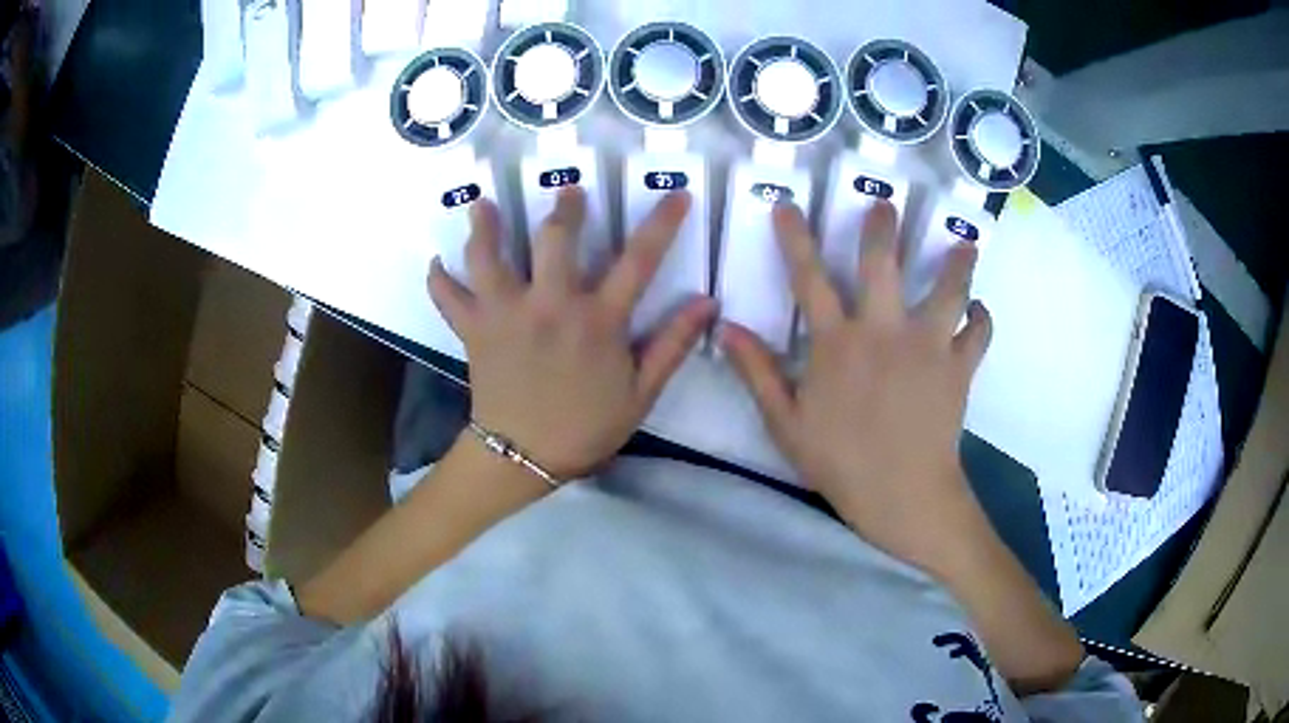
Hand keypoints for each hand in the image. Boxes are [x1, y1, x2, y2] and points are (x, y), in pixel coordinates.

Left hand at [429, 188, 715, 480]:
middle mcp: (549, 305)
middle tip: (569, 192)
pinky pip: (448, 297)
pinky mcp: (473, 329)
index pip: (638, 260)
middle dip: (564, 207)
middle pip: (554, 238)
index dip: (662, 223)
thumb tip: (707, 303)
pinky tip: (437, 264)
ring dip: (484, 226)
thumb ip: (672, 345)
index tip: (677, 195)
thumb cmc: (585, 428)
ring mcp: (505, 314)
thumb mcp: (641, 394)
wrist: (524, 458)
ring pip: (488, 255)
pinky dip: (440, 279)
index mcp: (597, 321)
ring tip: (482, 205)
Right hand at [720, 202, 991, 566]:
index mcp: (837, 344)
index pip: (809, 278)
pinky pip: (978, 332)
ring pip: (948, 289)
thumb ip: (757, 372)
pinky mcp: (959, 367)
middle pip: (884, 264)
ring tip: (965, 245)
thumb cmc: (841, 463)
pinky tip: (978, 312)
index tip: (788, 204)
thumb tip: (726, 328)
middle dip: (883, 227)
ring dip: (956, 264)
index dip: (795, 237)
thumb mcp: (786, 424)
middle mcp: (884, 331)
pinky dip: (981, 319)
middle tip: (887, 203)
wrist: (902, 495)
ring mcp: (928, 345)